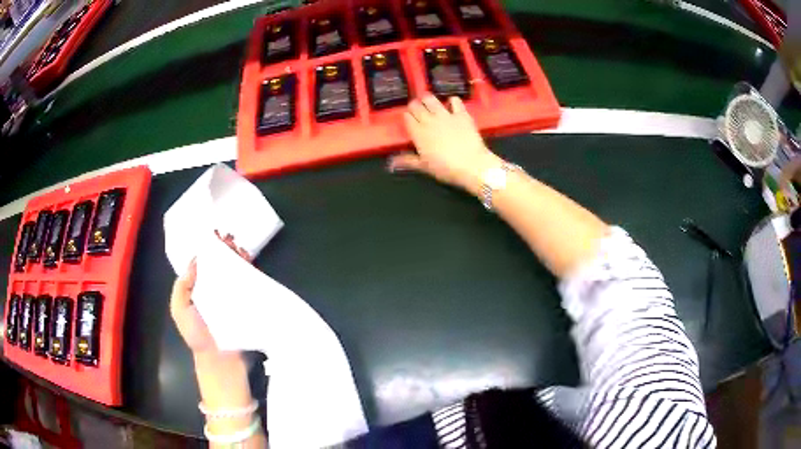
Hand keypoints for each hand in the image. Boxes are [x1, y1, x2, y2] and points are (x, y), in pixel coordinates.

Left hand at [169, 232, 251, 355]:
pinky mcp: (246, 303)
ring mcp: (231, 296)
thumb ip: (182, 287)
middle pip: (219, 264)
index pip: (202, 264)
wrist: (221, 361)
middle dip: (224, 249)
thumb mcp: (180, 310)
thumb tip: (195, 261)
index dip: (206, 249)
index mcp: (197, 290)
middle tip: (229, 238)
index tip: (213, 235)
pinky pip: (248, 282)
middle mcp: (214, 290)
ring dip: (237, 256)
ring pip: (234, 270)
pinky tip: (249, 259)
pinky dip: (249, 269)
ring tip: (239, 245)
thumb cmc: (198, 336)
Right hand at [389, 95, 501, 194]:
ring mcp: (446, 115)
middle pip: (416, 105)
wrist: (472, 165)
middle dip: (415, 105)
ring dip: (428, 99)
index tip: (409, 119)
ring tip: (429, 102)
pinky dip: (452, 101)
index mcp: (418, 133)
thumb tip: (390, 163)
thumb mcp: (424, 167)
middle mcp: (429, 120)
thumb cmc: (446, 169)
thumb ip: (407, 161)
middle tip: (417, 109)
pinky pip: (455, 100)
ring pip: (431, 99)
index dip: (407, 116)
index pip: (407, 117)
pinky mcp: (461, 114)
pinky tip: (452, 105)